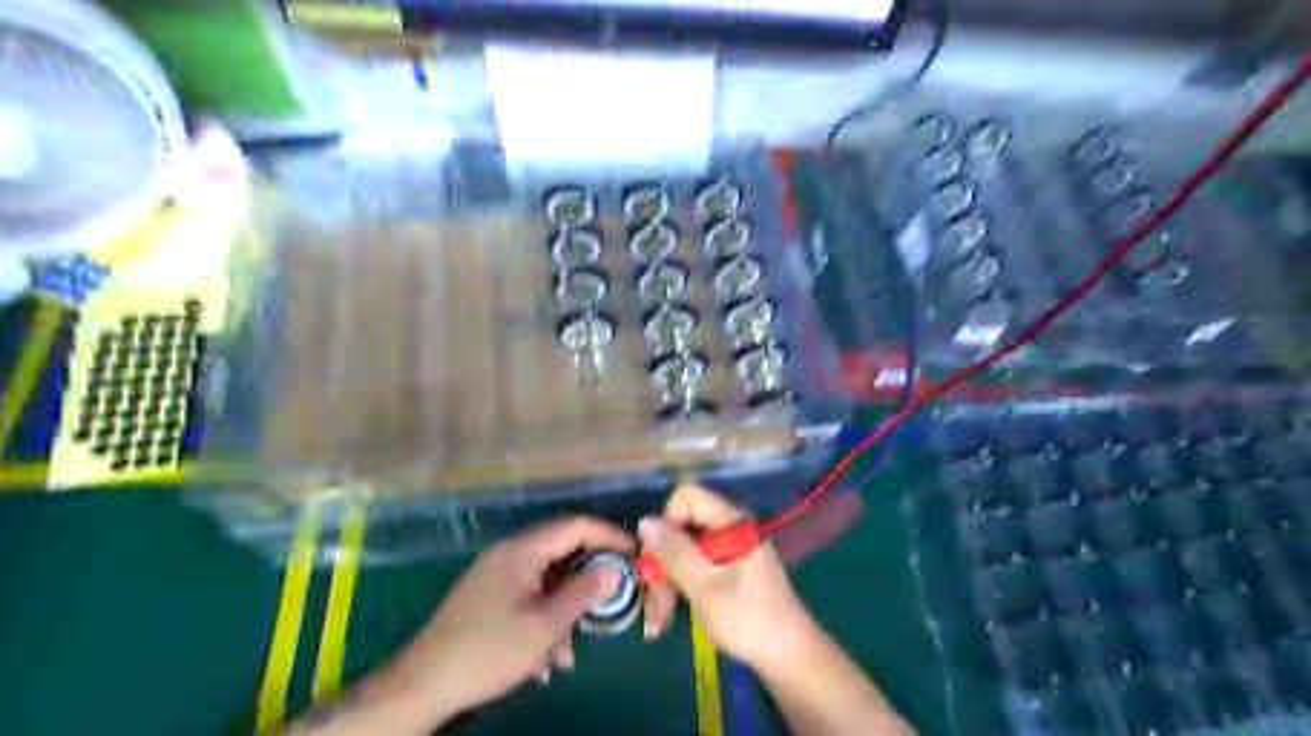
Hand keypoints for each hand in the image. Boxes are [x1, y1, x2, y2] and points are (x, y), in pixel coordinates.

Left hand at [385, 518, 634, 716]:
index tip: (634, 552)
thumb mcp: (544, 625)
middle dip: (588, 581)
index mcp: (522, 550)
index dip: (608, 535)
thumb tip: (615, 569)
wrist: (423, 685)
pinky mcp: (489, 598)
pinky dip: (543, 622)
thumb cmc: (488, 650)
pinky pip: (529, 598)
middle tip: (611, 600)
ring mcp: (497, 576)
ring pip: (547, 582)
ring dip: (564, 612)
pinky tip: (544, 660)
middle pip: (562, 553)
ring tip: (568, 653)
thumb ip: (583, 592)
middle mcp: (510, 554)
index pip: (575, 526)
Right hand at [637, 483, 815, 673]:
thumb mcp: (706, 587)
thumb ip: (675, 553)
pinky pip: (694, 566)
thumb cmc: (749, 620)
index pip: (687, 497)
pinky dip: (679, 588)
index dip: (668, 522)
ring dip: (666, 582)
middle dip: (662, 562)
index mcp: (731, 522)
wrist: (788, 657)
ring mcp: (729, 550)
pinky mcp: (727, 570)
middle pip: (681, 527)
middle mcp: (729, 528)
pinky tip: (667, 617)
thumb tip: (645, 521)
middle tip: (654, 602)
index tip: (660, 558)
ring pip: (683, 550)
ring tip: (658, 620)